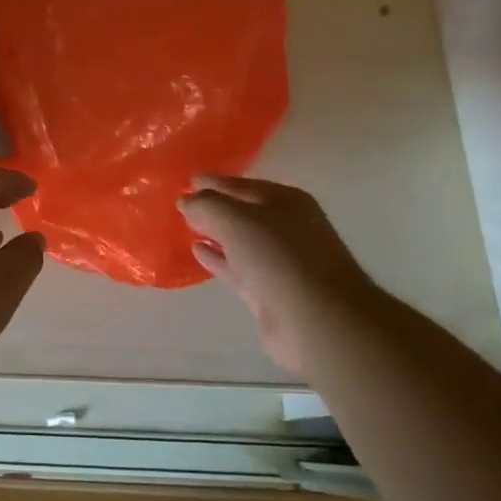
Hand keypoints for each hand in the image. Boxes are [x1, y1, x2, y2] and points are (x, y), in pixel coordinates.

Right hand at [178, 175, 375, 377]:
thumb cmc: (278, 257)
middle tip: (184, 204)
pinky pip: (239, 268)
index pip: (244, 185)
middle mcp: (288, 228)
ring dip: (216, 234)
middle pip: (244, 213)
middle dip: (216, 208)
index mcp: (287, 202)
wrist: (317, 320)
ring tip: (187, 227)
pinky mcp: (271, 293)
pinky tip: (198, 251)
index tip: (189, 180)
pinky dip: (219, 259)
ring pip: (241, 242)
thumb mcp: (235, 219)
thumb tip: (185, 200)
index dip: (216, 182)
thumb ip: (206, 205)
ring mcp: (281, 263)